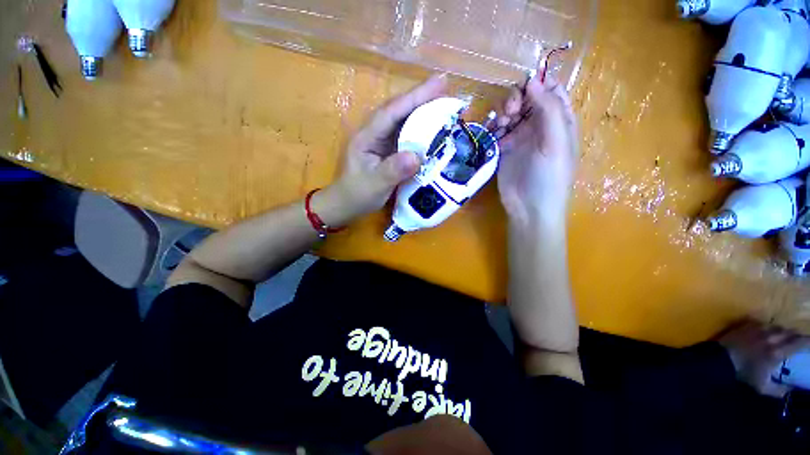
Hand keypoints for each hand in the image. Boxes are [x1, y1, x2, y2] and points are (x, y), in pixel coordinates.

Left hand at [324, 74, 447, 222]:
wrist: (347, 205)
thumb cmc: (357, 194)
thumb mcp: (374, 185)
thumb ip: (393, 171)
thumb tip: (417, 156)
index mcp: (367, 137)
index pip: (392, 112)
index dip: (415, 97)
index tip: (439, 83)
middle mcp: (375, 134)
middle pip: (399, 111)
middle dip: (421, 99)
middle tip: (447, 90)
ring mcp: (382, 142)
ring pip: (403, 122)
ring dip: (423, 112)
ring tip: (445, 106)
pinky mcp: (389, 151)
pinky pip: (406, 137)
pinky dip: (420, 132)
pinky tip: (433, 131)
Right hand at [497, 75, 577, 227]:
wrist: (528, 208)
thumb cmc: (549, 177)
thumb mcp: (556, 143)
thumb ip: (548, 110)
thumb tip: (533, 80)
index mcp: (560, 121)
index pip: (551, 90)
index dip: (537, 84)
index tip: (523, 87)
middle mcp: (540, 126)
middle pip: (527, 99)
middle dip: (516, 99)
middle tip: (508, 112)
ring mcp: (521, 137)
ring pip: (510, 113)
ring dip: (503, 113)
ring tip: (500, 126)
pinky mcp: (504, 149)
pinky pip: (498, 130)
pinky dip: (493, 127)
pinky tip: (492, 134)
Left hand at [718, 321, 809, 396]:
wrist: (721, 358)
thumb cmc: (743, 373)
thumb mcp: (763, 387)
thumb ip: (779, 390)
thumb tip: (791, 390)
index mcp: (777, 352)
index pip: (798, 342)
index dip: (807, 341)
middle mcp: (771, 337)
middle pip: (789, 332)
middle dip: (796, 335)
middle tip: (798, 339)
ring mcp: (758, 329)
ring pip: (776, 326)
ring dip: (782, 330)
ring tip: (784, 335)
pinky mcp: (747, 324)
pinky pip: (762, 322)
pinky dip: (768, 326)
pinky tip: (768, 330)